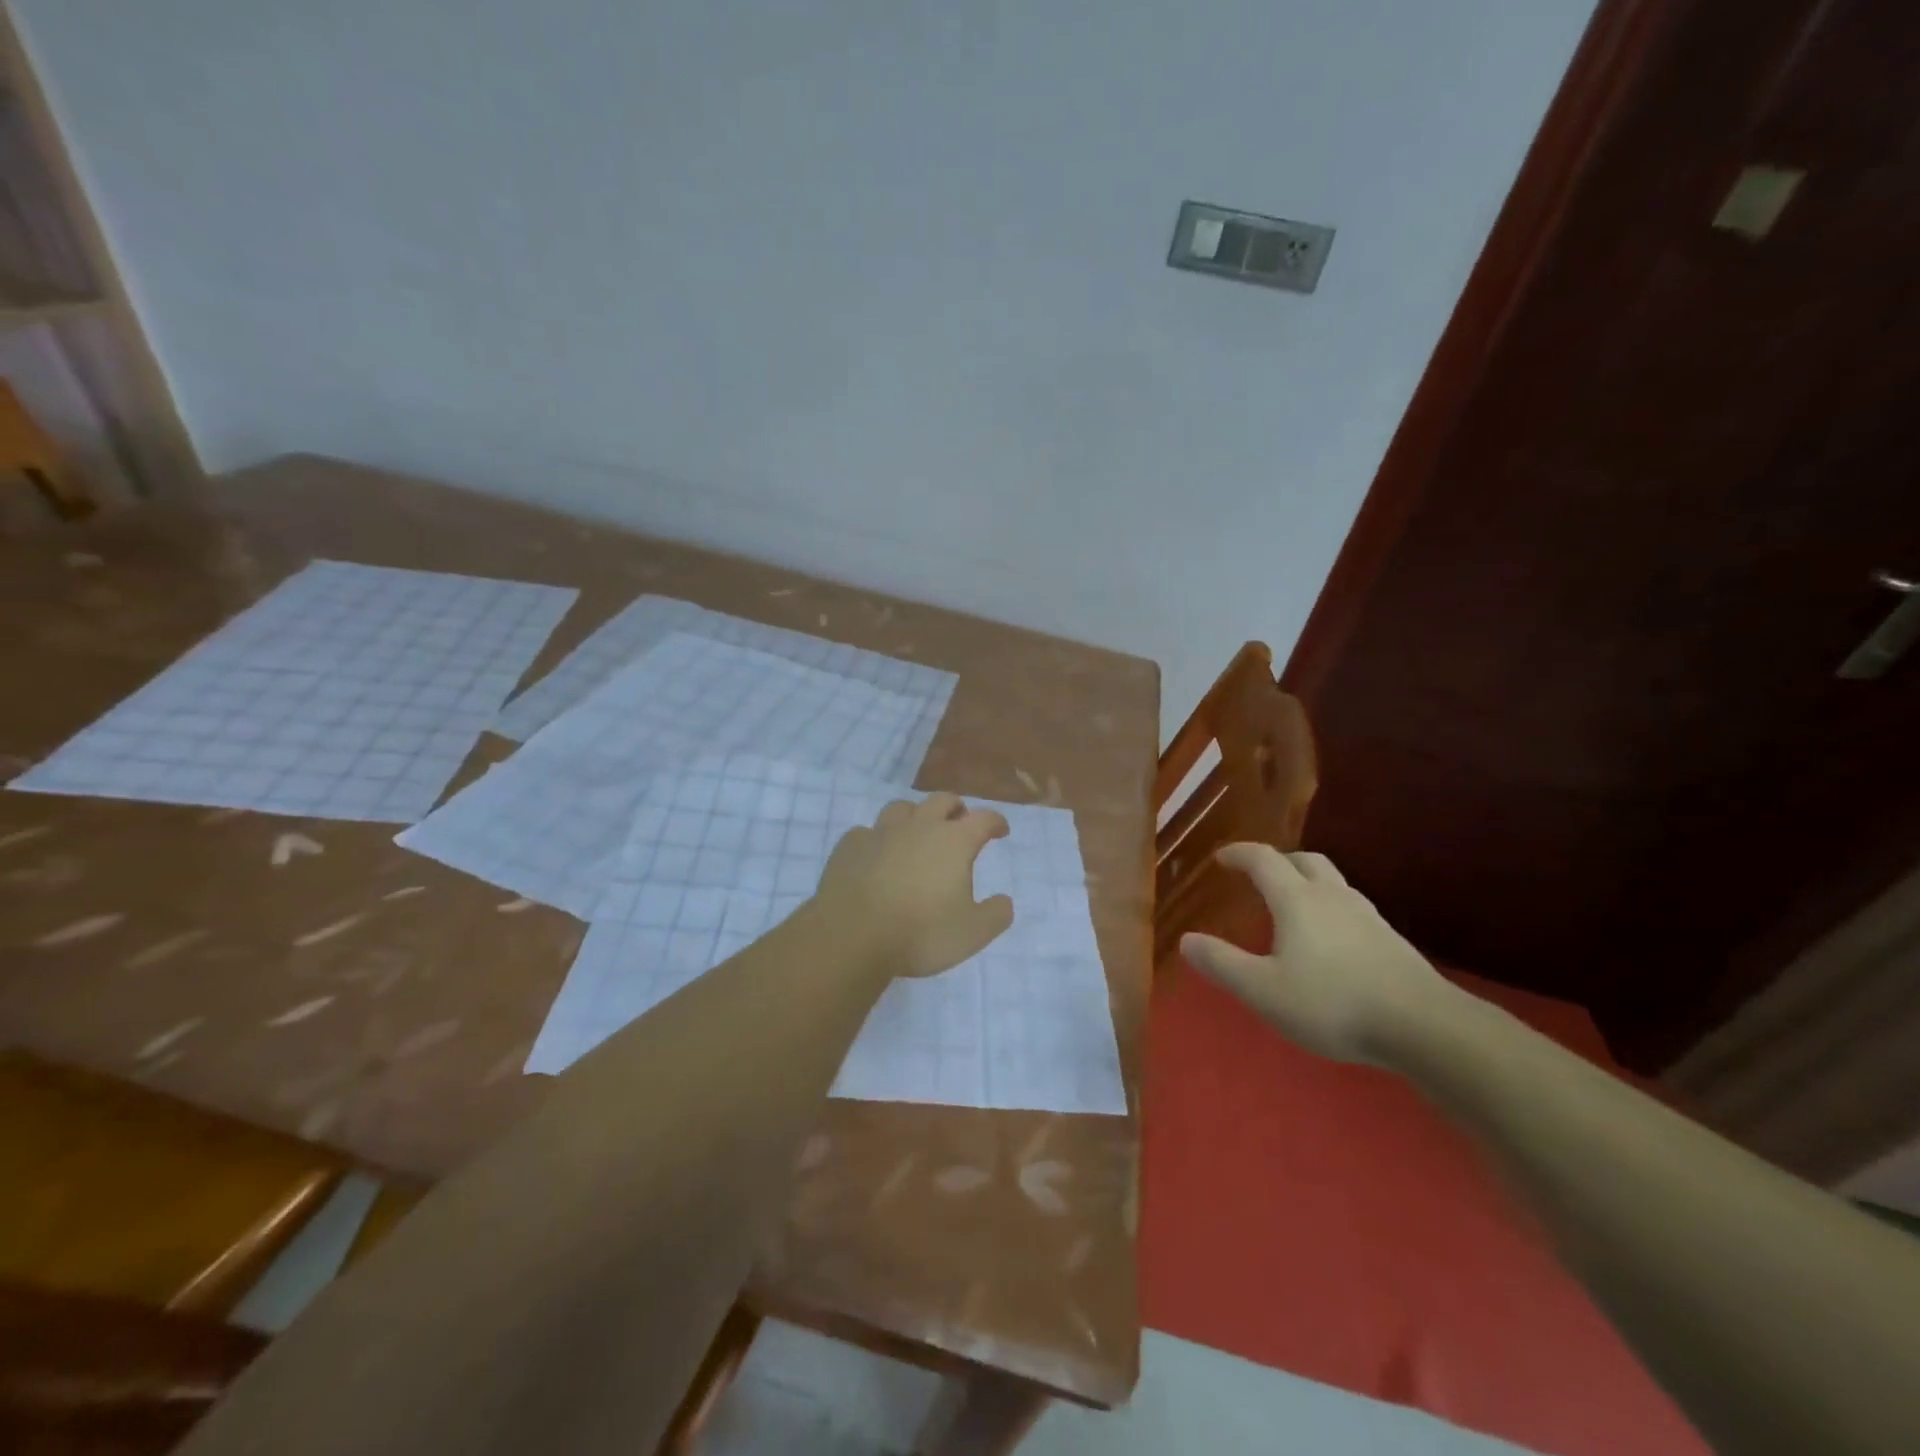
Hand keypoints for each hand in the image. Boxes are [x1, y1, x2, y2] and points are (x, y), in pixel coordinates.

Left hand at [811, 793, 1013, 978]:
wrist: (852, 935)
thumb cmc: (920, 933)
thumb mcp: (972, 933)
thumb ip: (996, 915)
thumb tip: (1004, 901)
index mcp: (954, 841)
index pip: (983, 819)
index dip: (995, 822)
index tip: (1000, 830)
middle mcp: (919, 826)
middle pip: (942, 800)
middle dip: (956, 808)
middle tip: (960, 822)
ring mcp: (881, 832)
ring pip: (902, 808)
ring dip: (916, 815)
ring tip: (917, 832)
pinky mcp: (850, 845)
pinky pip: (867, 832)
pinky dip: (878, 839)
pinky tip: (876, 854)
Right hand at [1179, 843, 1463, 1064]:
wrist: (1425, 1027)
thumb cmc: (1333, 1004)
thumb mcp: (1264, 990)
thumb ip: (1222, 963)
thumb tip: (1185, 939)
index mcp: (1297, 900)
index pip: (1264, 860)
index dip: (1239, 854)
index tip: (1221, 857)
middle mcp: (1333, 897)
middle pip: (1306, 861)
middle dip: (1279, 862)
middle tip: (1260, 876)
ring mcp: (1368, 917)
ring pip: (1334, 883)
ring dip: (1309, 883)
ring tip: (1294, 907)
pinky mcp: (1391, 941)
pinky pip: (1353, 909)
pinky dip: (1332, 910)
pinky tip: (1332, 942)